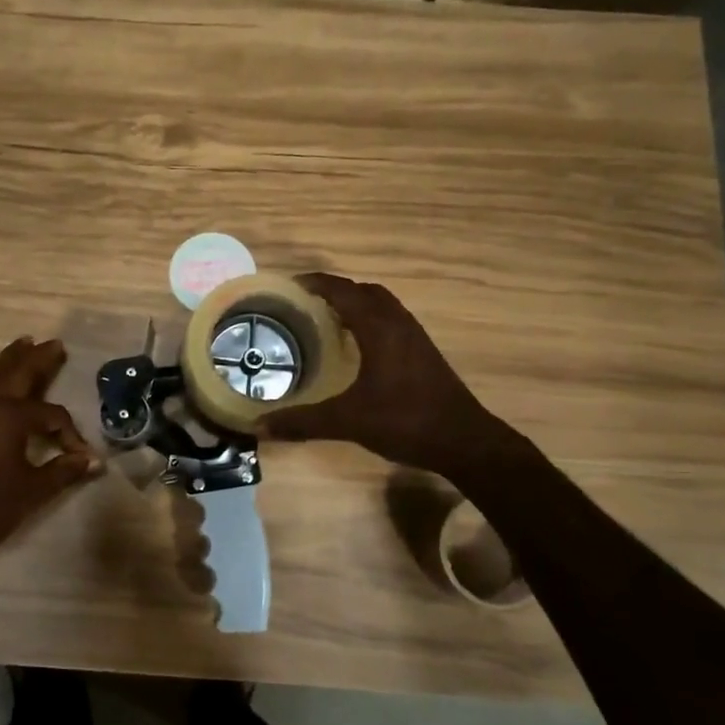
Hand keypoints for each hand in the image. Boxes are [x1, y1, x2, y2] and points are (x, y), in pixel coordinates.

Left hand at [0, 337, 100, 567]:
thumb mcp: (34, 490)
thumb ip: (64, 470)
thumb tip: (94, 461)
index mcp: (9, 416)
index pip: (51, 414)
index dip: (70, 433)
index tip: (81, 455)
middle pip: (18, 373)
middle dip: (38, 359)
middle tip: (55, 344)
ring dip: (12, 359)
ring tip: (26, 343)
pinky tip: (0, 377)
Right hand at [258, 273, 499, 471]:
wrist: (464, 441)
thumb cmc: (406, 421)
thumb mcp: (348, 421)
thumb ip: (303, 421)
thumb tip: (260, 426)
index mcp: (379, 328)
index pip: (343, 291)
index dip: (316, 284)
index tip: (289, 286)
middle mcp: (398, 324)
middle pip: (365, 292)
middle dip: (336, 291)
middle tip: (306, 304)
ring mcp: (415, 338)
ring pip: (382, 306)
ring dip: (356, 305)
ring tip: (327, 321)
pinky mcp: (424, 354)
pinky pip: (392, 322)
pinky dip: (370, 322)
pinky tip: (357, 348)